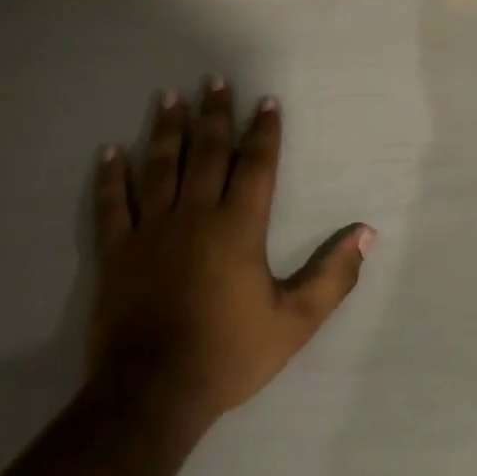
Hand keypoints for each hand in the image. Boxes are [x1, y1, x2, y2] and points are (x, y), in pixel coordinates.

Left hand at [88, 80, 373, 430]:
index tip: (266, 101)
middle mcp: (195, 214)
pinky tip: (110, 151)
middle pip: (208, 151)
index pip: (256, 164)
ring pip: (161, 166)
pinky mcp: (117, 252)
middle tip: (214, 80)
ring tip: (169, 96)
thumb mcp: (294, 321)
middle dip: (214, 113)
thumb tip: (366, 233)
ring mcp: (151, 230)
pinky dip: (111, 176)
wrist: (151, 395)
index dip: (263, 130)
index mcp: (238, 225)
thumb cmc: (227, 354)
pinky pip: (113, 204)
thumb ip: (333, 276)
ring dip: (167, 129)